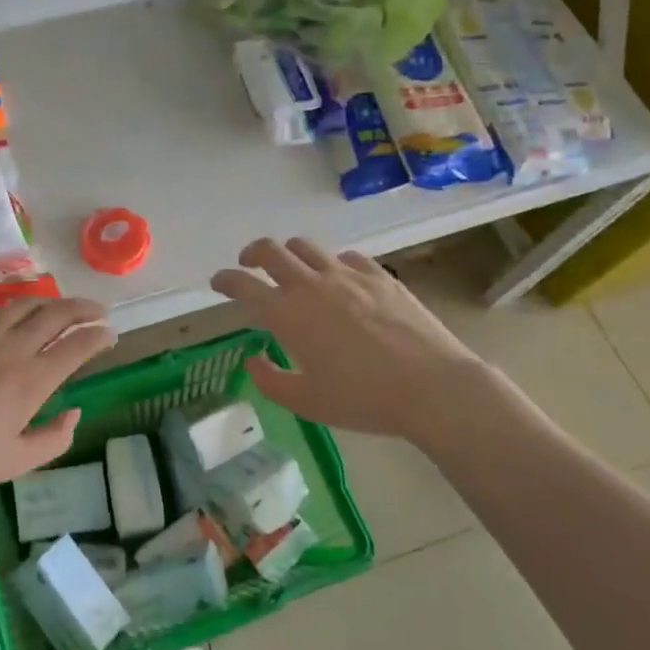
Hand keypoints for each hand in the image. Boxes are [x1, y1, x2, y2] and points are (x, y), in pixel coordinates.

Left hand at [0, 297, 116, 500]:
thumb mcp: (16, 462)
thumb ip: (54, 439)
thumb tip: (74, 413)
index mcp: (33, 380)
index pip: (78, 345)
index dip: (99, 336)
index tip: (110, 335)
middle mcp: (12, 347)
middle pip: (57, 314)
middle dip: (84, 309)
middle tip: (98, 311)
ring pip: (26, 304)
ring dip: (51, 302)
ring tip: (62, 307)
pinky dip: (13, 307)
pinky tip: (13, 315)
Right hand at [210, 238, 494, 439]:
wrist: (432, 387)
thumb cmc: (363, 400)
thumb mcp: (306, 402)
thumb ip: (270, 380)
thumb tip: (254, 359)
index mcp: (287, 315)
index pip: (243, 285)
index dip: (224, 280)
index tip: (217, 282)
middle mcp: (312, 285)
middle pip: (271, 251)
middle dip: (252, 254)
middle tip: (248, 265)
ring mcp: (348, 276)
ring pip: (306, 247)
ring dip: (289, 253)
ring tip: (291, 268)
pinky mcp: (379, 276)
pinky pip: (346, 257)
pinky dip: (331, 264)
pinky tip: (338, 279)